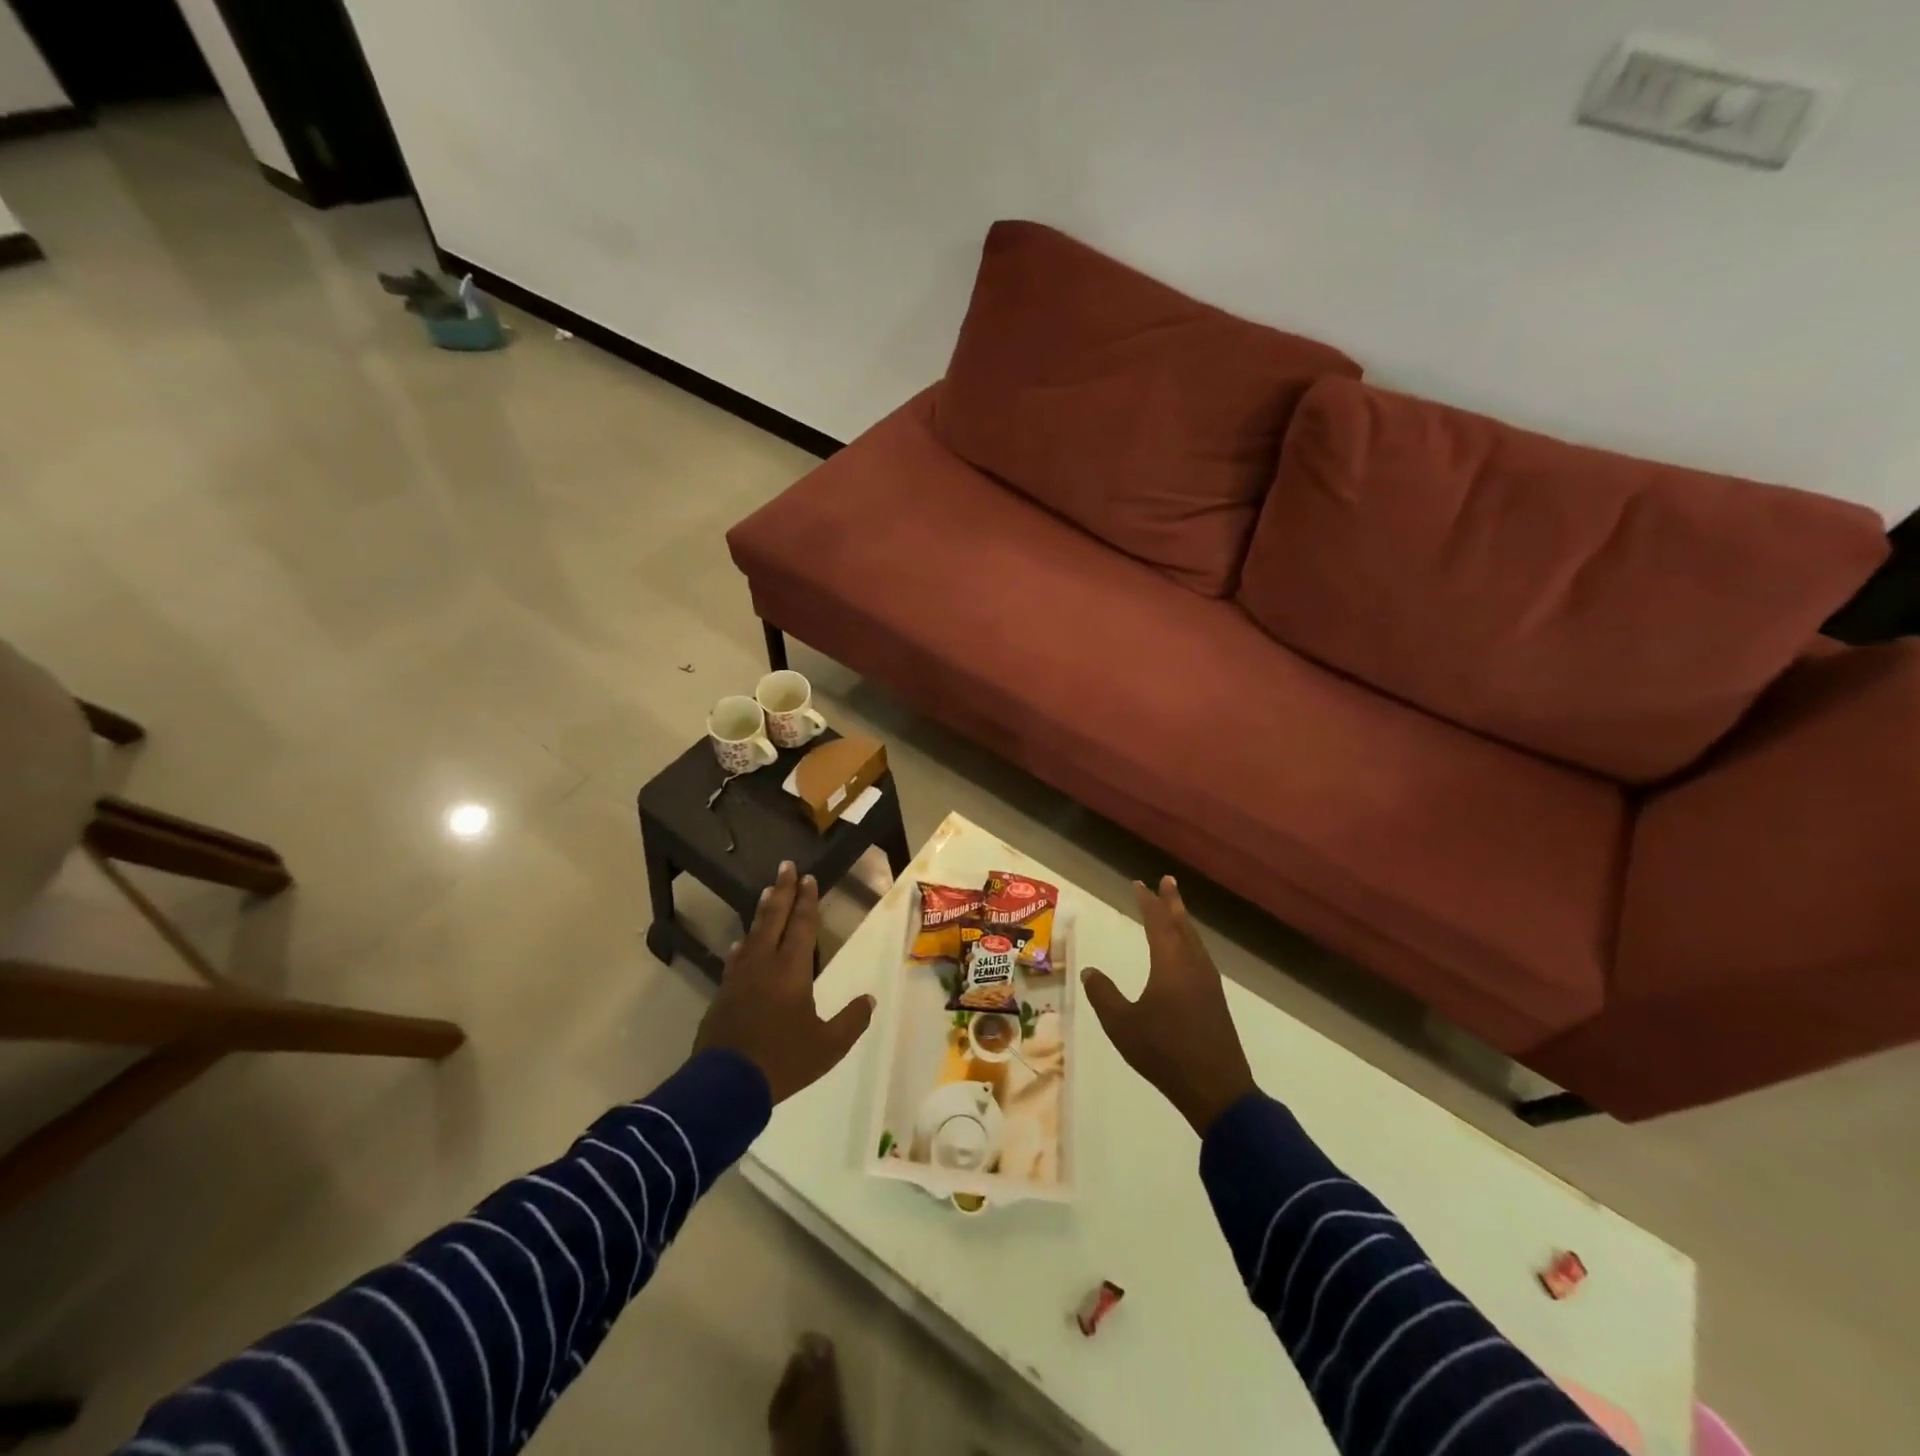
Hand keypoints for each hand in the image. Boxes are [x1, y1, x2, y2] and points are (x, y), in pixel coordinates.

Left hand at [694, 861, 875, 1103]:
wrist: (725, 1085)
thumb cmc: (782, 1061)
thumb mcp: (828, 1047)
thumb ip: (851, 1021)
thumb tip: (869, 1000)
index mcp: (792, 970)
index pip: (802, 926)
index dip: (806, 901)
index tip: (808, 878)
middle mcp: (764, 964)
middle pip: (775, 919)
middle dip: (783, 891)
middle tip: (786, 866)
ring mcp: (740, 977)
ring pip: (753, 934)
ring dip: (763, 911)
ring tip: (768, 892)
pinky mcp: (723, 994)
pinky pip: (736, 959)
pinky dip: (743, 945)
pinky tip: (741, 943)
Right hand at [1082, 876, 1256, 1135]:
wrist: (1216, 1089)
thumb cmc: (1164, 1052)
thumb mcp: (1122, 1025)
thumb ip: (1103, 995)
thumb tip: (1090, 971)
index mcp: (1170, 964)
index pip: (1158, 922)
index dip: (1148, 902)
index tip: (1139, 884)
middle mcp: (1192, 965)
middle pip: (1182, 925)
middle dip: (1173, 902)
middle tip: (1167, 880)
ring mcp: (1208, 983)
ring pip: (1194, 941)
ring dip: (1183, 922)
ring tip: (1176, 911)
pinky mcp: (1215, 1000)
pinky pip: (1200, 956)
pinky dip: (1190, 942)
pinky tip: (1186, 954)